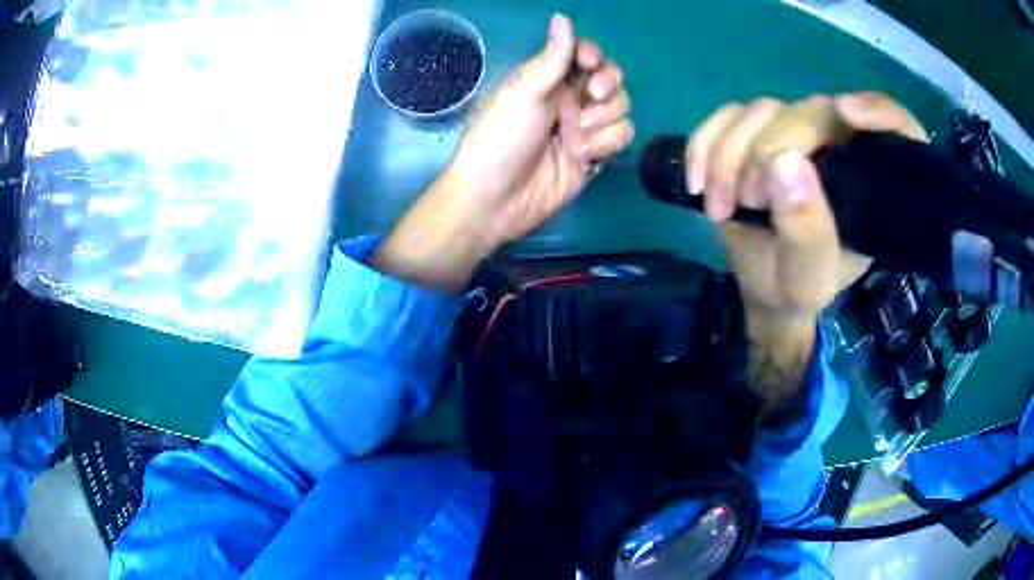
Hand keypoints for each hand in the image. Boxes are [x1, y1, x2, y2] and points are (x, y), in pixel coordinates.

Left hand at [375, 14, 634, 290]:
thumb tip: (562, 16)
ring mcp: (583, 128)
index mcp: (547, 80)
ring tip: (573, 137)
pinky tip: (581, 157)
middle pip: (611, 79)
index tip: (588, 63)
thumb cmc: (499, 138)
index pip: (584, 56)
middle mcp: (569, 100)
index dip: (593, 55)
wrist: (495, 199)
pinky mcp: (595, 156)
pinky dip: (604, 145)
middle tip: (591, 95)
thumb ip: (552, 57)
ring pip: (621, 108)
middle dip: (608, 84)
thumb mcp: (522, 92)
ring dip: (602, 120)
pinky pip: (620, 137)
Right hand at [686, 93, 926, 414]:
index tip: (848, 116)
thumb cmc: (796, 288)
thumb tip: (782, 162)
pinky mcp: (755, 134)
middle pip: (809, 111)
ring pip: (761, 110)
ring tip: (718, 205)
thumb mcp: (808, 279)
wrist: (763, 289)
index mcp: (870, 183)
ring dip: (729, 154)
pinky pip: (726, 116)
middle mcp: (838, 149)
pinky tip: (698, 182)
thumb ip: (807, 232)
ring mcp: (794, 136)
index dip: (880, 112)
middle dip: (767, 150)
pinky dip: (705, 143)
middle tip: (746, 200)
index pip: (896, 128)